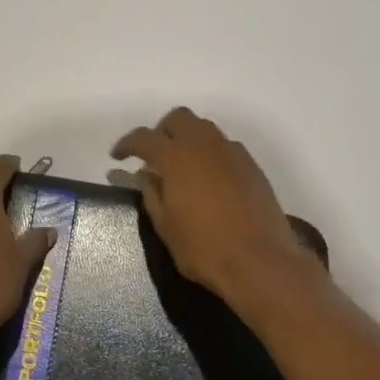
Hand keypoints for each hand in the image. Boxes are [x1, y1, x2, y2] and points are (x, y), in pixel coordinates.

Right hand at [111, 107, 314, 304]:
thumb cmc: (204, 248)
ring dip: (188, 139)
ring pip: (205, 129)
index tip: (118, 156)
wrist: (260, 261)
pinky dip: (210, 154)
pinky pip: (225, 147)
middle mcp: (205, 145)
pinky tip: (208, 179)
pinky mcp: (252, 166)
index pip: (145, 137)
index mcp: (177, 157)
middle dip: (162, 131)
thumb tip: (146, 176)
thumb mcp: (166, 227)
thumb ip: (152, 195)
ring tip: (182, 166)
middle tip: (153, 156)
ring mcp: (232, 153)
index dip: (128, 144)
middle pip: (179, 118)